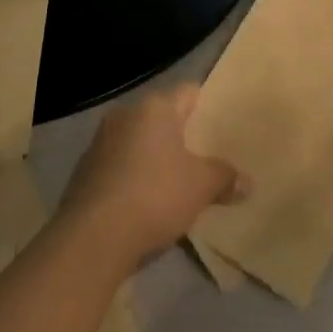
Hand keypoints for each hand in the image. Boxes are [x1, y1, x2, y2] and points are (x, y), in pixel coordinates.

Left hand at [60, 86, 243, 268]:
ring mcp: (100, 142)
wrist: (92, 238)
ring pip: (138, 142)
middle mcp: (125, 115)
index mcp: (155, 107)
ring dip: (154, 157)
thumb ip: (225, 178)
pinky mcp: (84, 172)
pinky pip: (119, 166)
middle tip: (203, 155)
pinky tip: (144, 202)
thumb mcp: (201, 187)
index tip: (219, 124)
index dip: (206, 106)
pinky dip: (133, 177)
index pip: (188, 93)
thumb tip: (248, 182)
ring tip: (175, 181)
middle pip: (161, 118)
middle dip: (180, 135)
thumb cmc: (154, 196)